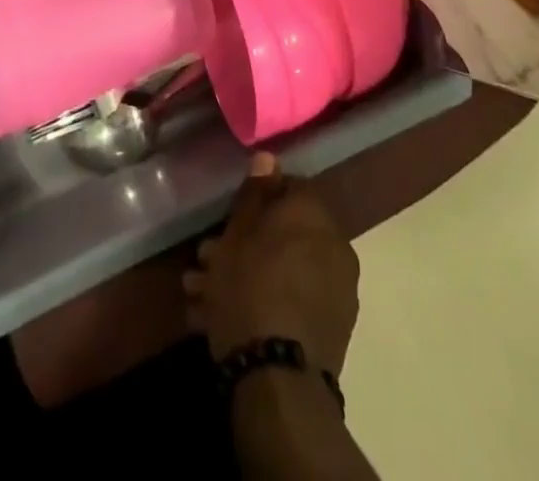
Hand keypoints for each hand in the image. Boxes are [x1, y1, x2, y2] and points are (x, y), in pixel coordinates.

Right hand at [184, 153, 360, 376]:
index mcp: (314, 216)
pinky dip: (263, 302)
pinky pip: (292, 301)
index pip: (288, 186)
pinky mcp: (331, 331)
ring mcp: (337, 292)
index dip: (255, 197)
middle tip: (206, 258)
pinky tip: (221, 318)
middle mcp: (335, 247)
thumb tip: (268, 158)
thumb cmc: (249, 288)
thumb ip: (255, 193)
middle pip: (283, 232)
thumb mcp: (238, 233)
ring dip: (245, 275)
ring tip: (201, 294)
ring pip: (283, 269)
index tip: (228, 215)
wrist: (278, 380)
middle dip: (242, 243)